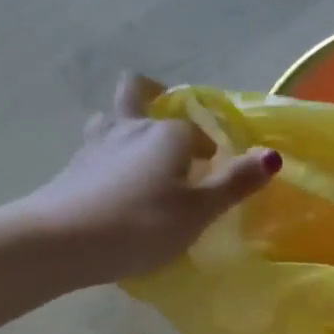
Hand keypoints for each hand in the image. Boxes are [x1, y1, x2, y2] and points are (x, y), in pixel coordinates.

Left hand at [19, 75, 279, 283]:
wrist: (61, 242)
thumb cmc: (141, 224)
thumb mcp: (198, 211)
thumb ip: (234, 182)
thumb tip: (272, 155)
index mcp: (167, 133)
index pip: (195, 130)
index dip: (208, 149)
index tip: (213, 176)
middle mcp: (131, 127)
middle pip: (138, 91)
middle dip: (154, 99)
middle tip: (171, 131)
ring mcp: (95, 143)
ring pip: (112, 118)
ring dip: (127, 127)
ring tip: (141, 158)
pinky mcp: (72, 166)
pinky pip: (97, 148)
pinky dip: (109, 157)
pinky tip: (115, 186)